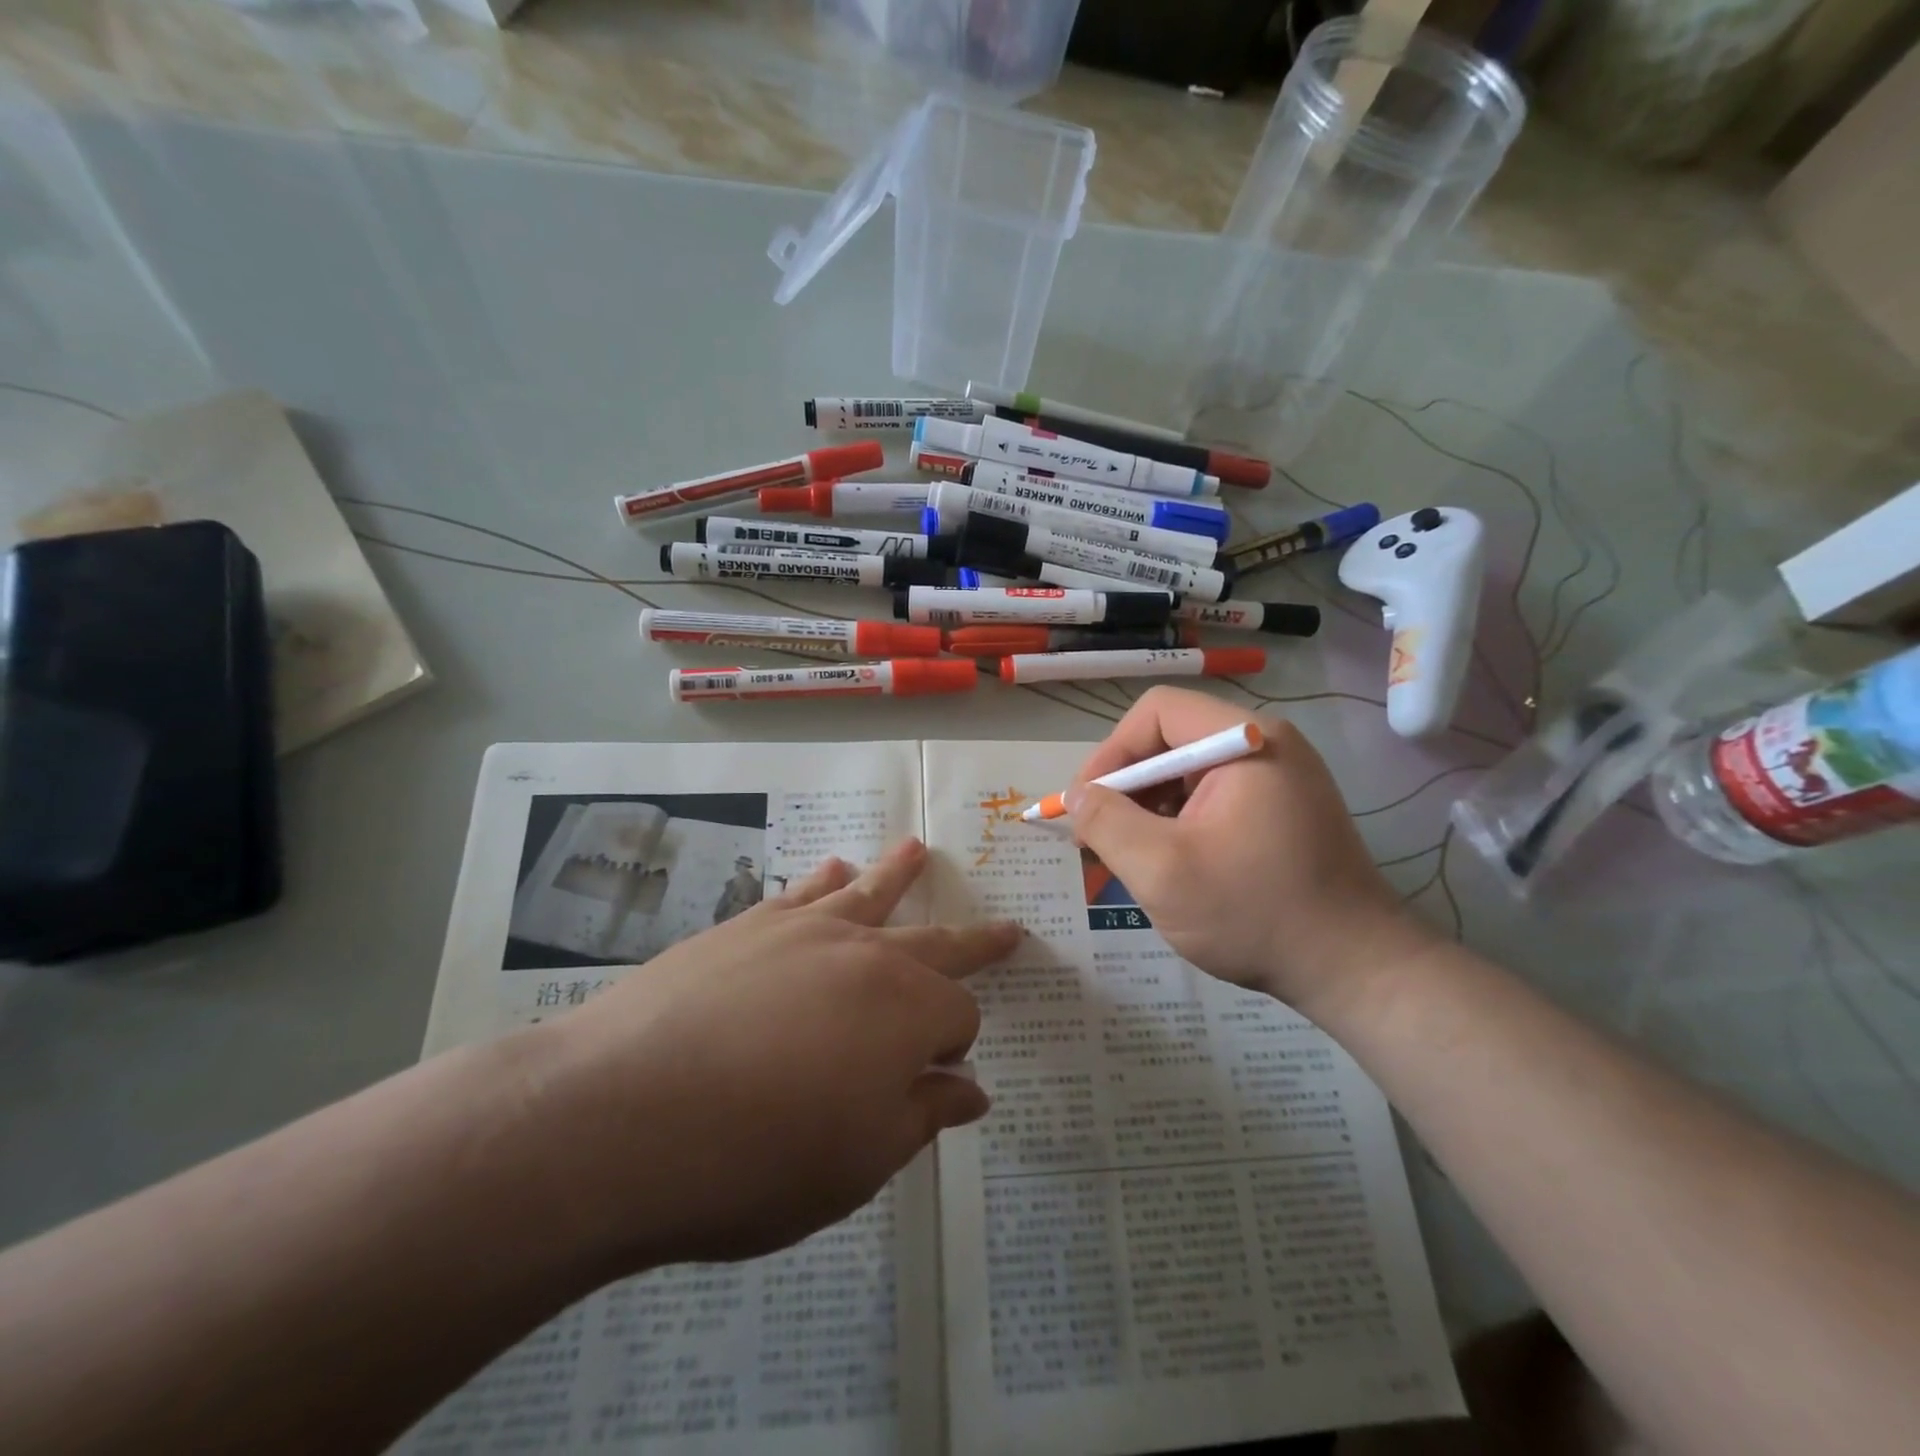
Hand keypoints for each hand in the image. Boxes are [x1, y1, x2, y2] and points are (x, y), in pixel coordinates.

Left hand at [528, 839, 1019, 1269]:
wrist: (619, 1115)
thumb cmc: (756, 1157)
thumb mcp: (859, 1161)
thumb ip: (923, 1116)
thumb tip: (971, 1089)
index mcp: (907, 1011)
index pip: (957, 1019)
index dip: (955, 1051)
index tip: (939, 1080)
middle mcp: (867, 955)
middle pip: (936, 942)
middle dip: (976, 941)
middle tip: (1007, 929)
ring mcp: (803, 930)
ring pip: (870, 892)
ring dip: (900, 874)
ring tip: (916, 849)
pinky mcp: (746, 925)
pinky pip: (801, 891)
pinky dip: (825, 879)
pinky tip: (832, 868)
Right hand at [1066, 687, 1432, 1018]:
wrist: (1353, 970)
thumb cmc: (1254, 913)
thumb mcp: (1162, 870)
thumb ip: (1106, 823)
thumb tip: (1075, 795)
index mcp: (1246, 741)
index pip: (1156, 712)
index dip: (1111, 752)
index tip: (1086, 804)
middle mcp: (1267, 744)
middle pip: (1172, 739)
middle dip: (1128, 786)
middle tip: (1100, 836)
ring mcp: (1281, 776)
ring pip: (1189, 771)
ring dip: (1150, 807)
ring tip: (1131, 855)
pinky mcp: (1283, 807)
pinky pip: (1214, 795)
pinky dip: (1180, 821)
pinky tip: (1170, 862)